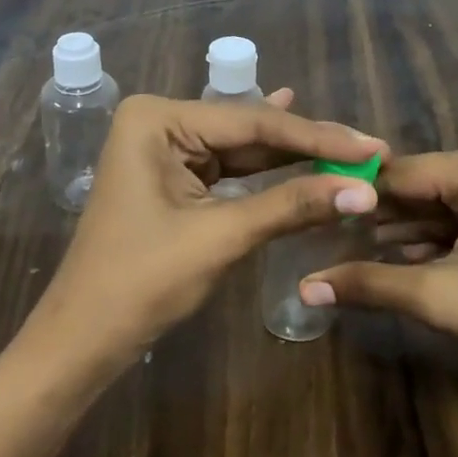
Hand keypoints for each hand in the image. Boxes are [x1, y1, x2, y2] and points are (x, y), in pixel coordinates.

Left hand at [24, 94, 384, 369]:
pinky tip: (299, 145)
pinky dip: (266, 171)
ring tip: (351, 151)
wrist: (84, 338)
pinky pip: (227, 169)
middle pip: (248, 131)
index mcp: (157, 118)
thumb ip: (291, 206)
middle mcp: (159, 121)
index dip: (317, 137)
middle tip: (370, 150)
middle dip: (308, 146)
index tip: (373, 145)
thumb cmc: (142, 282)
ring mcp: (163, 149)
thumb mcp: (220, 237)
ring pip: (242, 150)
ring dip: (293, 157)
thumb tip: (365, 190)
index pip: (252, 123)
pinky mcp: (171, 177)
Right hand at [297, 141, 457, 397]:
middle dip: (381, 217)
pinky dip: (438, 238)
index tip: (314, 215)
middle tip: (327, 238)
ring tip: (348, 249)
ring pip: (446, 203)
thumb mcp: (445, 299)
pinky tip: (396, 257)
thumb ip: (371, 283)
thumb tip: (304, 287)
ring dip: (405, 230)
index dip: (358, 197)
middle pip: (426, 186)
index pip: (406, 173)